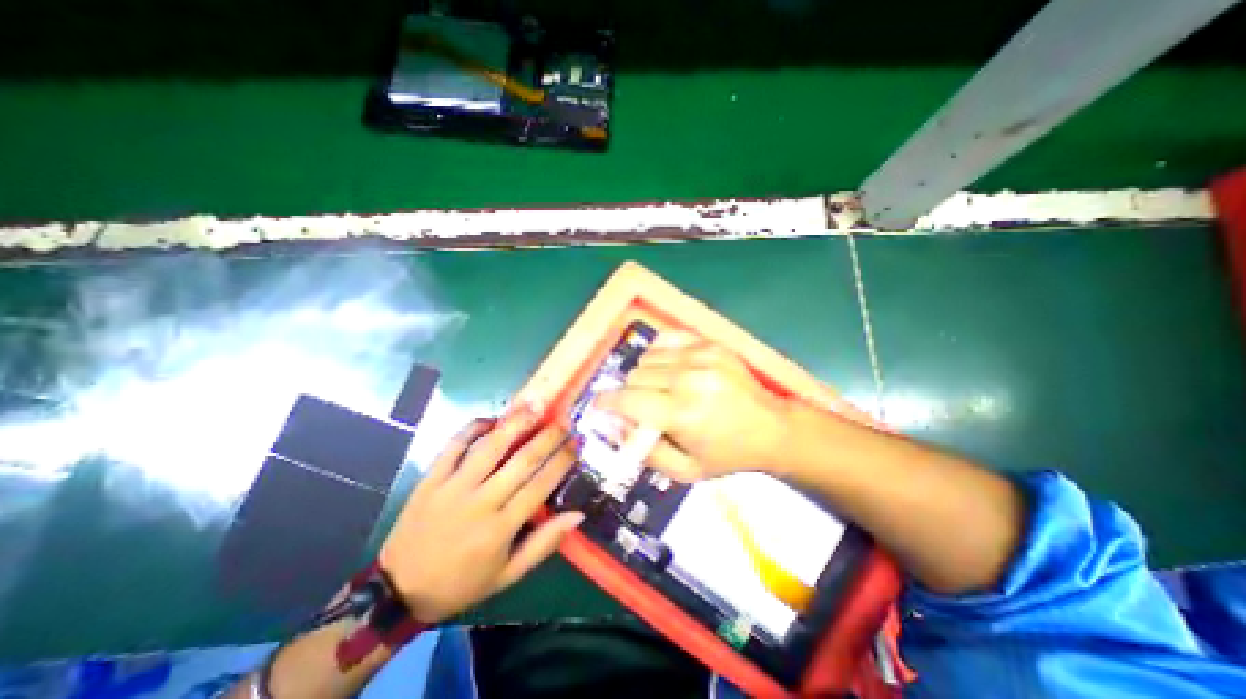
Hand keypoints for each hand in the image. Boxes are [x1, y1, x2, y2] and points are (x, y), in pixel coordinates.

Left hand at [380, 410, 584, 621]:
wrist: (398, 591)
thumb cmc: (461, 583)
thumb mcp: (508, 575)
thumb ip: (544, 543)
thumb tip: (578, 514)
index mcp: (501, 528)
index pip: (541, 485)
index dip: (562, 461)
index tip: (576, 443)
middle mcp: (480, 502)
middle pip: (521, 461)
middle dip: (547, 437)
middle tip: (564, 420)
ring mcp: (453, 487)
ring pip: (490, 447)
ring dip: (515, 423)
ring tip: (535, 406)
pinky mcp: (431, 479)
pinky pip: (454, 445)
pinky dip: (473, 428)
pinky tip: (491, 419)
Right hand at [591, 334, 786, 479]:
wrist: (772, 427)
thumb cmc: (728, 454)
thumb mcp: (685, 471)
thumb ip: (645, 450)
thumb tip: (616, 425)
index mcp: (682, 414)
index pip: (627, 401)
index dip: (606, 403)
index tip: (598, 405)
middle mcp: (688, 379)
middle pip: (634, 376)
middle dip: (630, 394)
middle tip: (641, 406)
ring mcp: (701, 356)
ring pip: (647, 357)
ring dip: (645, 375)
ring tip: (660, 389)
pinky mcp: (709, 344)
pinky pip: (665, 339)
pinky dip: (659, 353)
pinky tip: (669, 368)